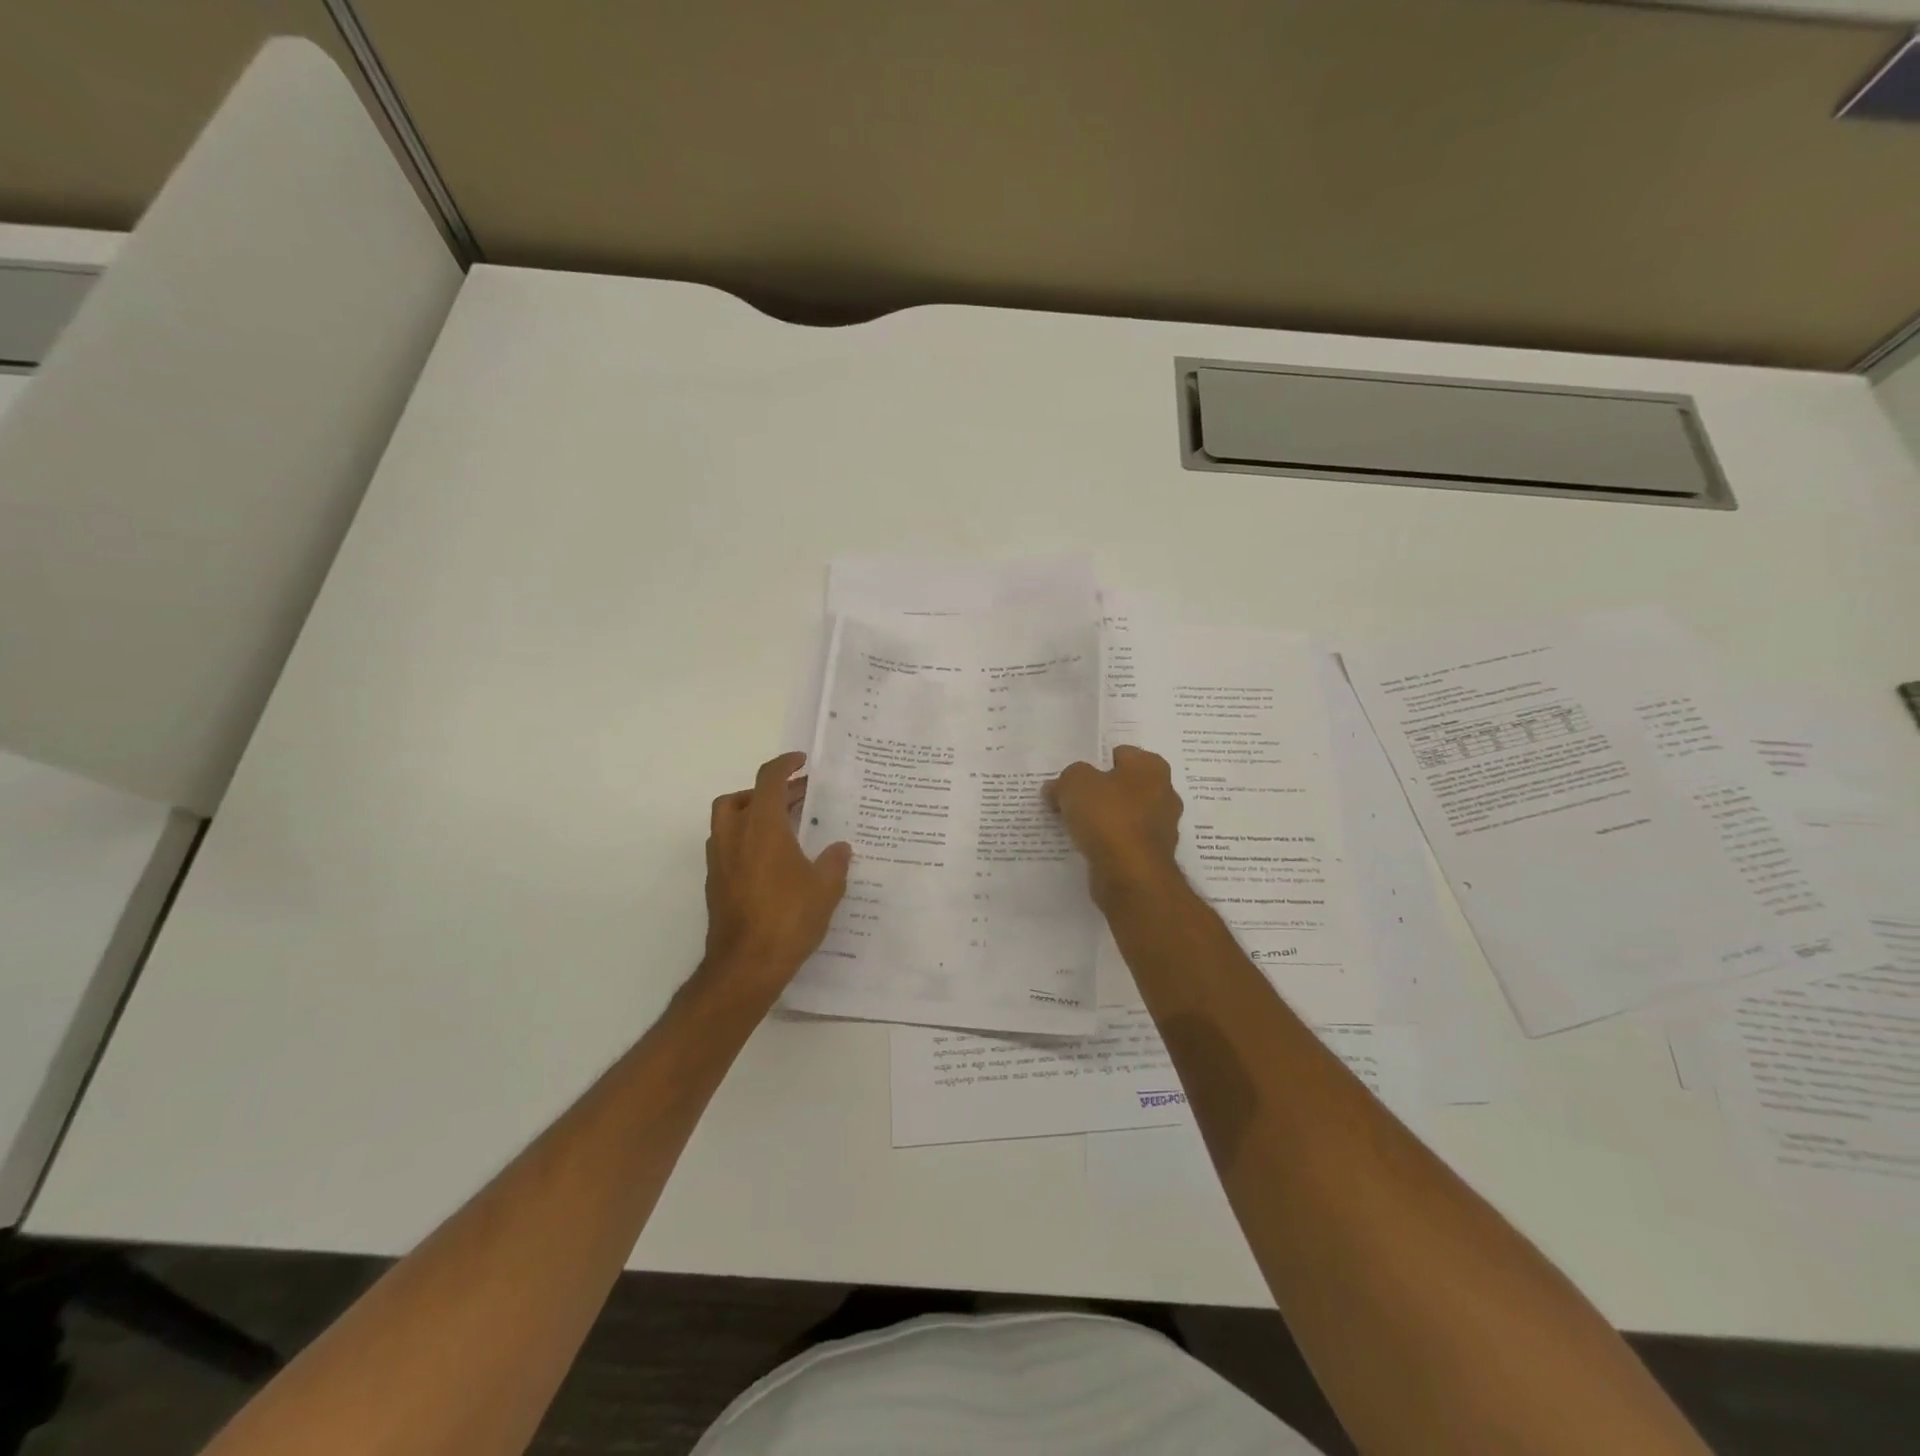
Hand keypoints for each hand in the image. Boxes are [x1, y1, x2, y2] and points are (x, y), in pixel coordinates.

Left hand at [702, 753, 852, 995]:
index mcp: (762, 827)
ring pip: (728, 821)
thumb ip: (834, 862)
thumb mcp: (826, 888)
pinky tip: (772, 859)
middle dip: (768, 791)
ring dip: (752, 813)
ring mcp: (720, 860)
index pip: (768, 780)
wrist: (745, 965)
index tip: (801, 762)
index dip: (784, 764)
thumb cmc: (788, 918)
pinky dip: (746, 839)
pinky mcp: (716, 883)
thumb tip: (839, 848)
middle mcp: (734, 836)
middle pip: (741, 796)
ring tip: (783, 825)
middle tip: (797, 797)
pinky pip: (728, 846)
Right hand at [1044, 746, 1183, 906]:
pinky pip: (1124, 841)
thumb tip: (1056, 788)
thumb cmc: (1107, 817)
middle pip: (1122, 786)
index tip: (1074, 777)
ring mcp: (1161, 827)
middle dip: (1099, 792)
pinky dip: (1108, 843)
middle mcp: (1164, 793)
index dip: (1094, 762)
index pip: (1120, 754)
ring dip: (1103, 819)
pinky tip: (1087, 847)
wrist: (1130, 875)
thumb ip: (1065, 779)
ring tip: (1074, 825)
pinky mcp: (1152, 856)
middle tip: (1071, 799)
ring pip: (1124, 815)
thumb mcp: (1075, 783)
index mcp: (1151, 767)